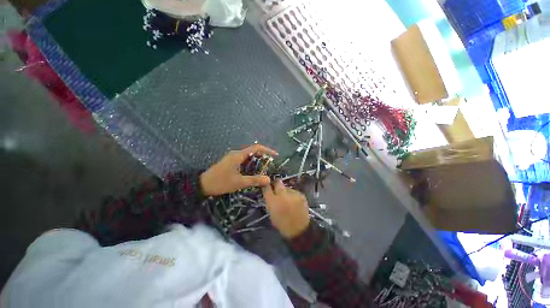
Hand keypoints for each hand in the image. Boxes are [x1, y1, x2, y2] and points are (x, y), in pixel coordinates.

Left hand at [200, 144, 277, 195]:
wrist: (202, 185)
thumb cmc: (221, 182)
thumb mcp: (239, 182)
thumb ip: (254, 180)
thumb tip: (268, 179)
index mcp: (238, 155)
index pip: (256, 148)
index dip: (267, 150)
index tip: (275, 155)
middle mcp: (236, 153)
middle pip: (253, 151)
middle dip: (263, 156)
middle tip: (270, 164)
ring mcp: (232, 157)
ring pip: (248, 156)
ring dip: (257, 160)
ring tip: (264, 168)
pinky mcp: (230, 161)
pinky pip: (244, 159)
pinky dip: (251, 163)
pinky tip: (253, 171)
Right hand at [262, 180, 309, 238]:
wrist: (299, 229)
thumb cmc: (282, 223)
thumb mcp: (271, 213)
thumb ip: (270, 201)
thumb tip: (269, 192)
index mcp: (273, 201)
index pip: (267, 187)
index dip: (266, 185)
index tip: (267, 185)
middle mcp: (282, 195)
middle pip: (278, 183)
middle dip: (276, 184)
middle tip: (277, 188)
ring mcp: (293, 194)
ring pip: (287, 188)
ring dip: (285, 191)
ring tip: (287, 199)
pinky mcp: (301, 194)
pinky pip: (294, 192)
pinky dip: (293, 195)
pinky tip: (294, 202)